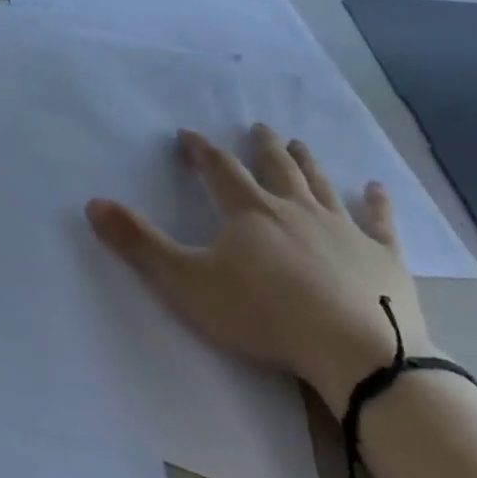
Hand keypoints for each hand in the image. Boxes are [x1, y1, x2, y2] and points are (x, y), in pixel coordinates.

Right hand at [87, 123, 434, 407]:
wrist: (355, 350)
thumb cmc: (263, 313)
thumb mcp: (186, 281)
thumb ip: (139, 243)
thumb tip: (94, 203)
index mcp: (249, 211)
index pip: (218, 168)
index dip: (200, 149)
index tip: (188, 134)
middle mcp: (295, 208)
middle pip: (276, 166)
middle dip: (263, 145)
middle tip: (258, 127)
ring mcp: (343, 228)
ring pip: (321, 184)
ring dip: (308, 162)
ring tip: (299, 144)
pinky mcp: (383, 256)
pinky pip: (380, 221)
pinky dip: (376, 203)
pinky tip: (376, 188)